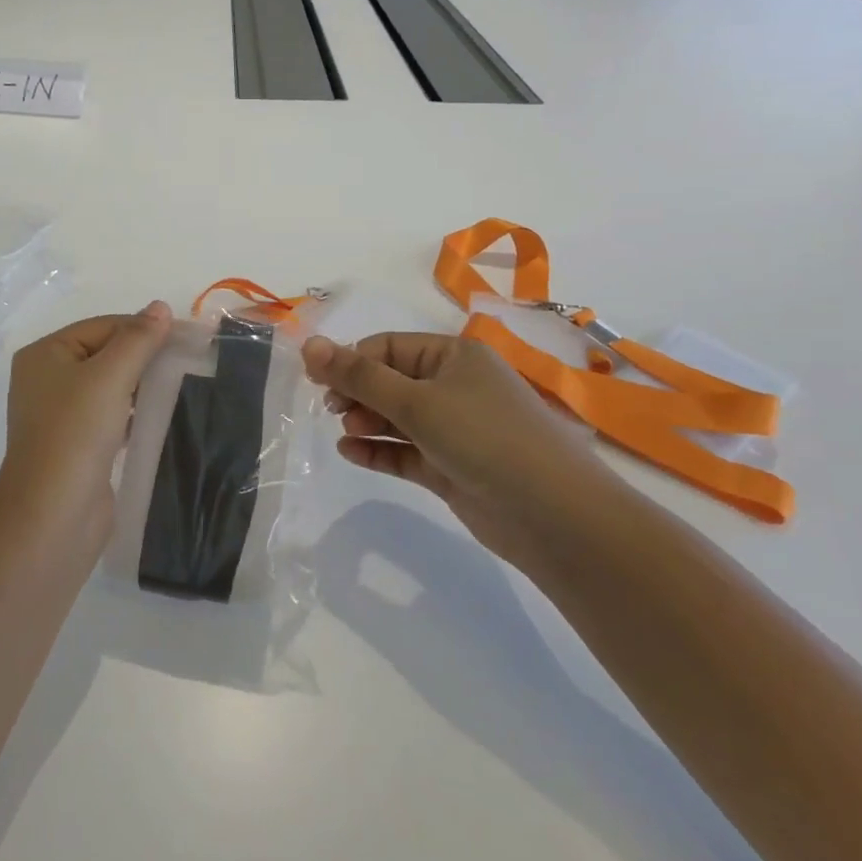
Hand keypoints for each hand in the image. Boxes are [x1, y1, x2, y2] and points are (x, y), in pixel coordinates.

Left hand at [0, 302, 173, 541]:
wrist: (53, 515)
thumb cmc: (75, 433)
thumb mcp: (109, 376)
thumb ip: (137, 340)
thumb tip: (160, 307)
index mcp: (45, 354)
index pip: (102, 326)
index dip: (142, 328)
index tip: (186, 336)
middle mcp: (47, 379)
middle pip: (105, 353)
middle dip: (143, 357)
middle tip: (188, 359)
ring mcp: (60, 415)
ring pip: (110, 386)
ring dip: (141, 385)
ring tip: (180, 385)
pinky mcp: (77, 445)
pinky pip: (110, 416)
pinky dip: (134, 413)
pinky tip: (160, 415)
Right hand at [302, 332, 618, 568]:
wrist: (553, 516)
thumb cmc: (484, 438)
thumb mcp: (416, 401)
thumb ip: (358, 376)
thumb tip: (308, 344)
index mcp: (454, 356)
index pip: (388, 347)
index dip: (351, 362)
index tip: (319, 384)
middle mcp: (454, 387)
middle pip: (390, 381)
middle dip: (358, 394)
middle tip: (334, 412)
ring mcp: (454, 429)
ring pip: (396, 418)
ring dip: (367, 421)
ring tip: (346, 433)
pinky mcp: (451, 466)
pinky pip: (405, 451)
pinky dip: (379, 450)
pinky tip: (350, 454)